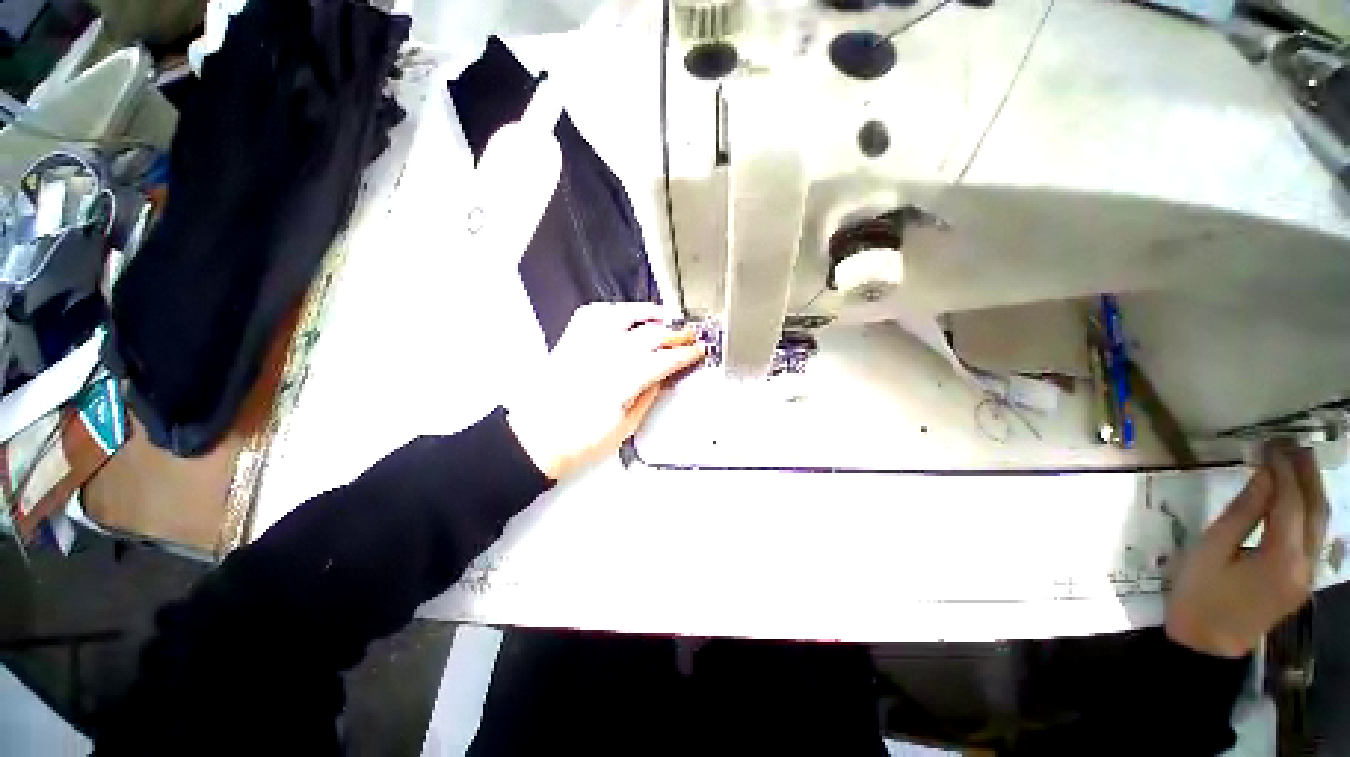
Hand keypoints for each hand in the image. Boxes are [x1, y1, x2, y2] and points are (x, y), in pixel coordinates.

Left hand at [506, 302, 704, 480]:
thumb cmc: (576, 441)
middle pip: (650, 335)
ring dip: (649, 313)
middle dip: (675, 333)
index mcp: (621, 382)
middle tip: (688, 336)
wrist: (535, 438)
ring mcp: (586, 345)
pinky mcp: (571, 341)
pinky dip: (614, 309)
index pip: (663, 359)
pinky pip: (594, 313)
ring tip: (665, 315)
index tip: (696, 352)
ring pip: (624, 315)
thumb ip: (648, 397)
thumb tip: (663, 378)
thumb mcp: (625, 427)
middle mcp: (604, 357)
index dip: (685, 354)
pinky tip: (626, 313)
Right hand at [1166, 442, 1328, 658]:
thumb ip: (1241, 514)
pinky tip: (1296, 498)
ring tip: (1297, 463)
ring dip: (1312, 490)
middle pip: (1316, 511)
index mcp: (1281, 558)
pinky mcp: (1303, 580)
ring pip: (1321, 524)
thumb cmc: (1199, 596)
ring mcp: (1308, 575)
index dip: (1282, 470)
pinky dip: (1308, 511)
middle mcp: (1306, 565)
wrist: (1206, 645)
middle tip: (1290, 445)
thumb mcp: (1210, 552)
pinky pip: (1314, 537)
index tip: (1270, 445)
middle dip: (1306, 474)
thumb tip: (1263, 476)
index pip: (1290, 502)